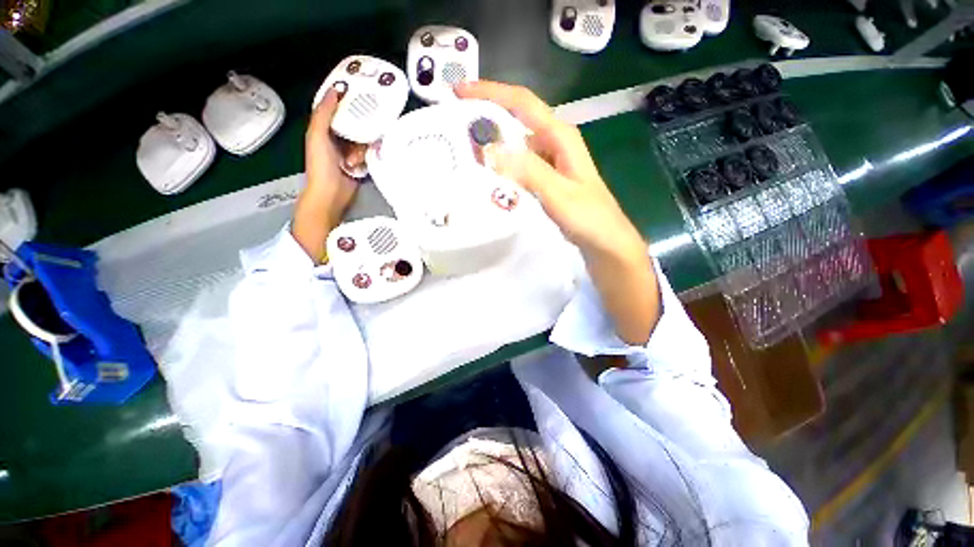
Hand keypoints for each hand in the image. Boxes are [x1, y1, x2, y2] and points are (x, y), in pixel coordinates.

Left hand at [293, 88, 360, 262]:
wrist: (331, 194)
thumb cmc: (321, 165)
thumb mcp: (318, 135)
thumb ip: (324, 113)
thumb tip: (336, 89)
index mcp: (323, 128)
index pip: (337, 109)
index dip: (347, 101)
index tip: (362, 93)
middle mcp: (337, 137)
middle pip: (354, 124)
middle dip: (359, 129)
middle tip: (364, 131)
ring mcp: (349, 151)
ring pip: (363, 139)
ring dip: (360, 148)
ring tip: (353, 160)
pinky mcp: (360, 163)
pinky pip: (368, 152)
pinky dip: (366, 157)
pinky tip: (360, 164)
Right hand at [455, 80, 659, 344]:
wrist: (606, 243)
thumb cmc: (589, 219)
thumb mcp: (559, 194)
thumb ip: (529, 171)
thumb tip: (489, 151)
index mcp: (560, 137)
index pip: (522, 103)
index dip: (491, 93)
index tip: (459, 92)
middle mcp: (554, 144)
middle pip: (517, 119)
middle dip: (487, 116)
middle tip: (456, 125)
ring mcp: (551, 163)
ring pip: (517, 143)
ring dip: (493, 142)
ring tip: (466, 149)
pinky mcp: (547, 180)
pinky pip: (519, 165)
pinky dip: (502, 165)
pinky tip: (489, 175)